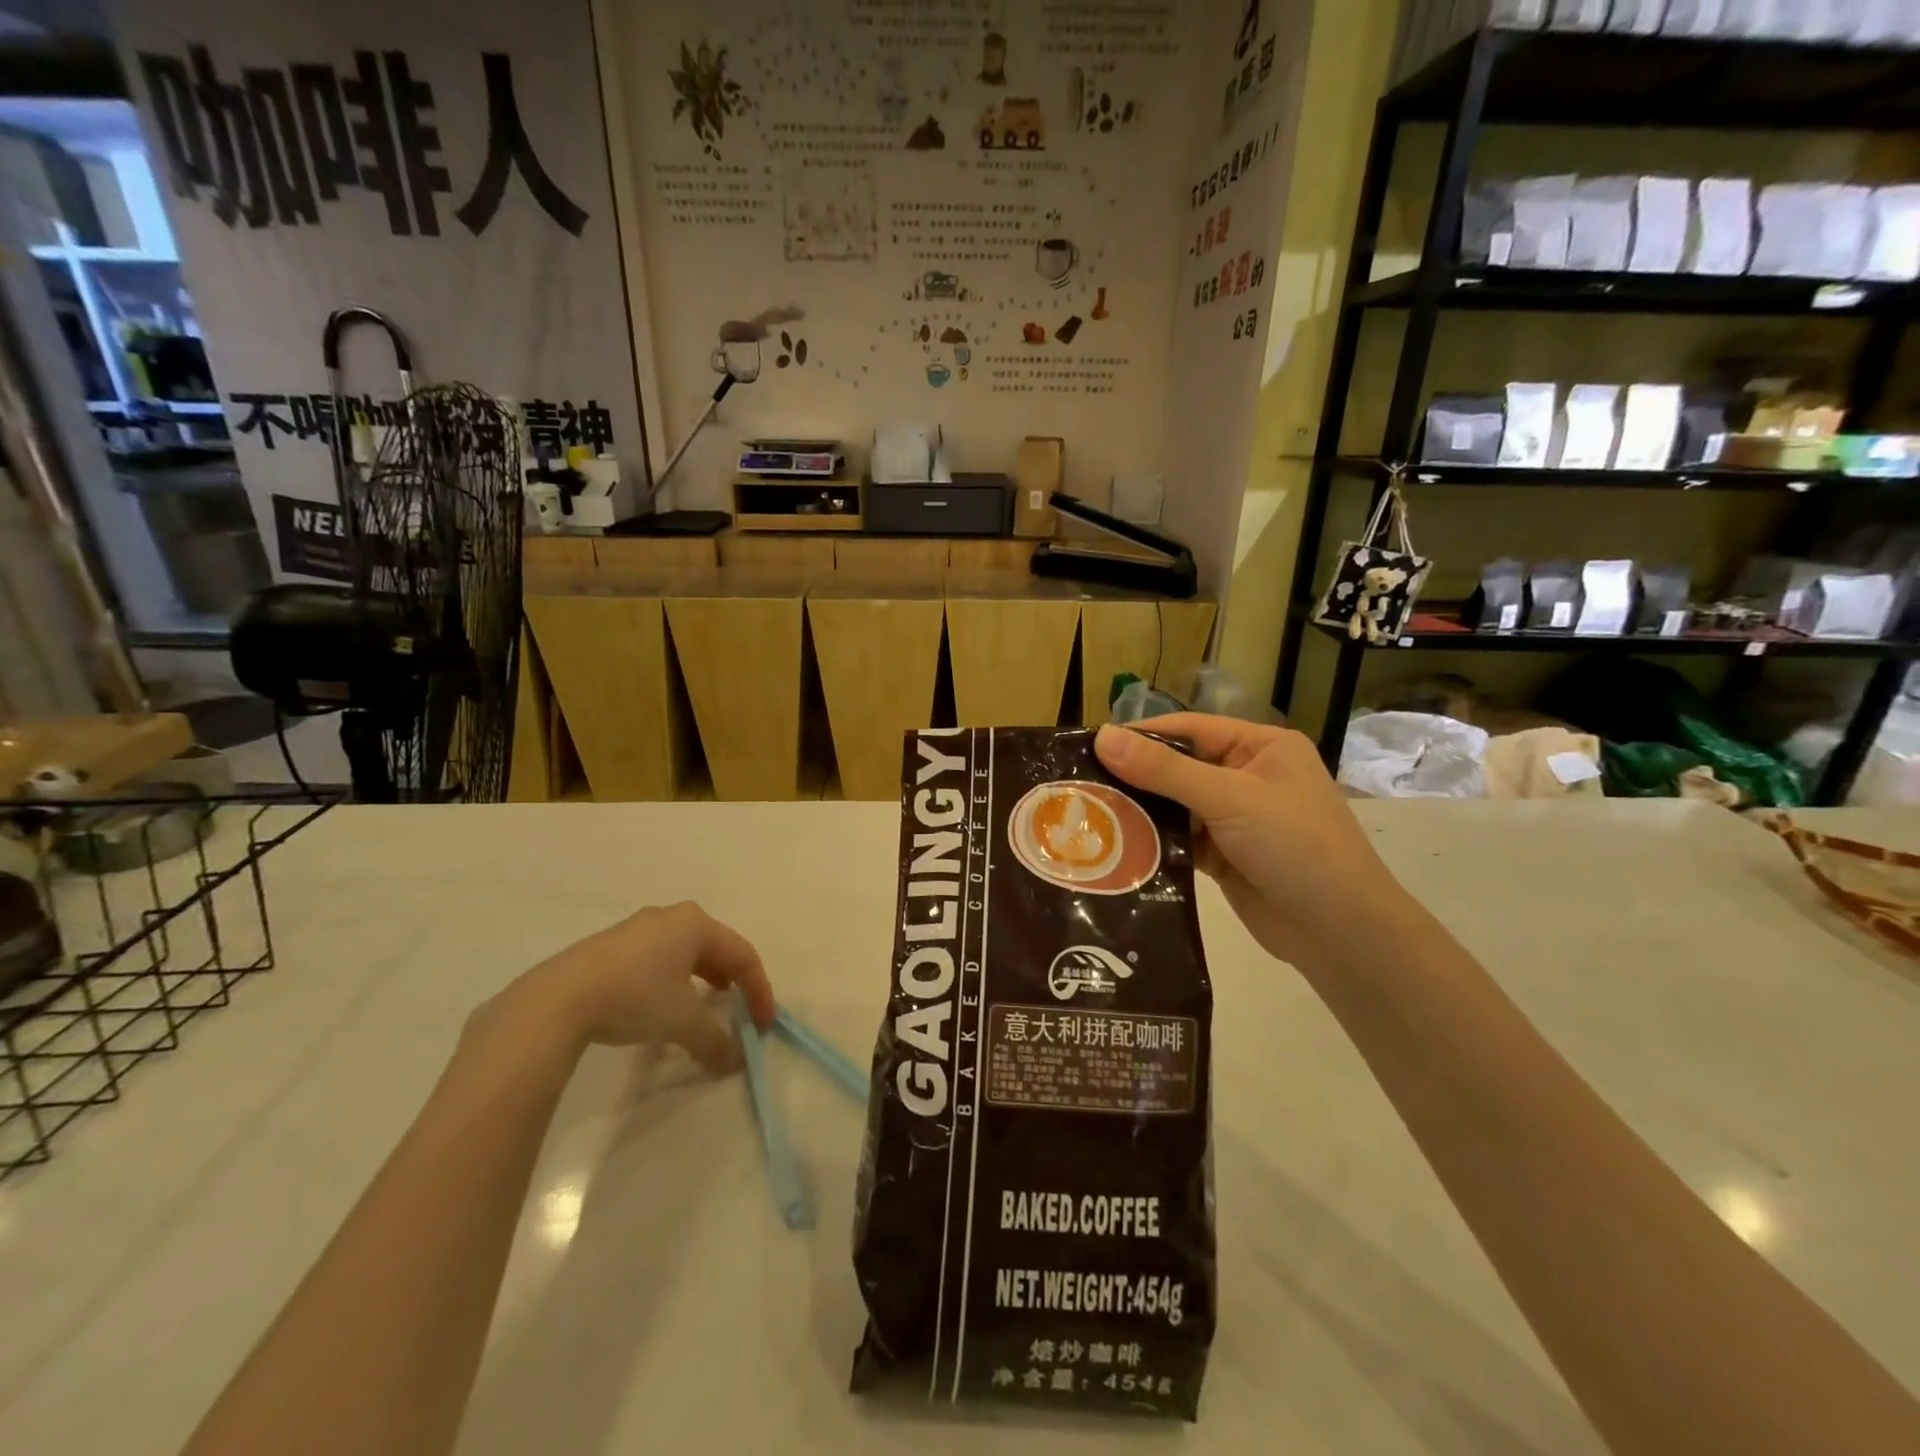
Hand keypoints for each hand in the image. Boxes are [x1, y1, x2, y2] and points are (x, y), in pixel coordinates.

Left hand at [491, 902, 774, 1072]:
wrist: (556, 1000)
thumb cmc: (635, 996)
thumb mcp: (682, 1021)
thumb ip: (715, 1040)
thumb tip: (736, 1061)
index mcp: (696, 923)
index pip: (743, 955)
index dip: (759, 991)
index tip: (763, 1026)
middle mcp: (670, 917)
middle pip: (715, 948)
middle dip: (732, 981)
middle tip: (738, 1009)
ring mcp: (637, 929)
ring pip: (685, 953)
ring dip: (702, 980)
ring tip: (704, 1005)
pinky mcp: (610, 947)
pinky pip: (657, 959)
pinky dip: (672, 980)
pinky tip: (661, 1003)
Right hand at [1095, 715, 1412, 970]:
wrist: (1340, 933)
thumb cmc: (1295, 845)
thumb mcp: (1229, 798)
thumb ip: (1165, 769)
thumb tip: (1103, 736)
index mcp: (1261, 747)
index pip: (1190, 729)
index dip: (1141, 735)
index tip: (1089, 745)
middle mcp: (1247, 776)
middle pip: (1178, 766)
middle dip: (1134, 776)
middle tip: (1079, 784)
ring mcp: (1235, 819)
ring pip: (1175, 805)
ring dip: (1140, 811)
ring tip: (1087, 814)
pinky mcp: (1223, 856)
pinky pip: (1179, 839)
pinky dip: (1153, 842)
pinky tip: (1115, 845)